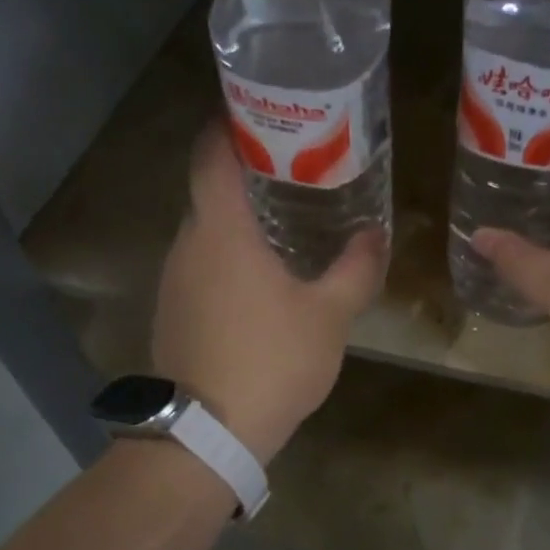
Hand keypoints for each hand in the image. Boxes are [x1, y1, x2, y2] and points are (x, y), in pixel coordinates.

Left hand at [152, 121, 387, 462]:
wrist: (207, 436)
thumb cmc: (270, 360)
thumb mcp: (329, 315)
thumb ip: (356, 269)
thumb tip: (377, 236)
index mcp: (221, 231)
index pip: (211, 155)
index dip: (229, 125)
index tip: (261, 113)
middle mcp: (187, 245)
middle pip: (210, 191)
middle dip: (247, 175)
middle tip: (296, 169)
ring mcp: (174, 280)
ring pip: (206, 232)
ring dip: (239, 221)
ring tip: (286, 219)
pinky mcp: (173, 312)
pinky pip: (201, 265)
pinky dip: (228, 256)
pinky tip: (262, 276)